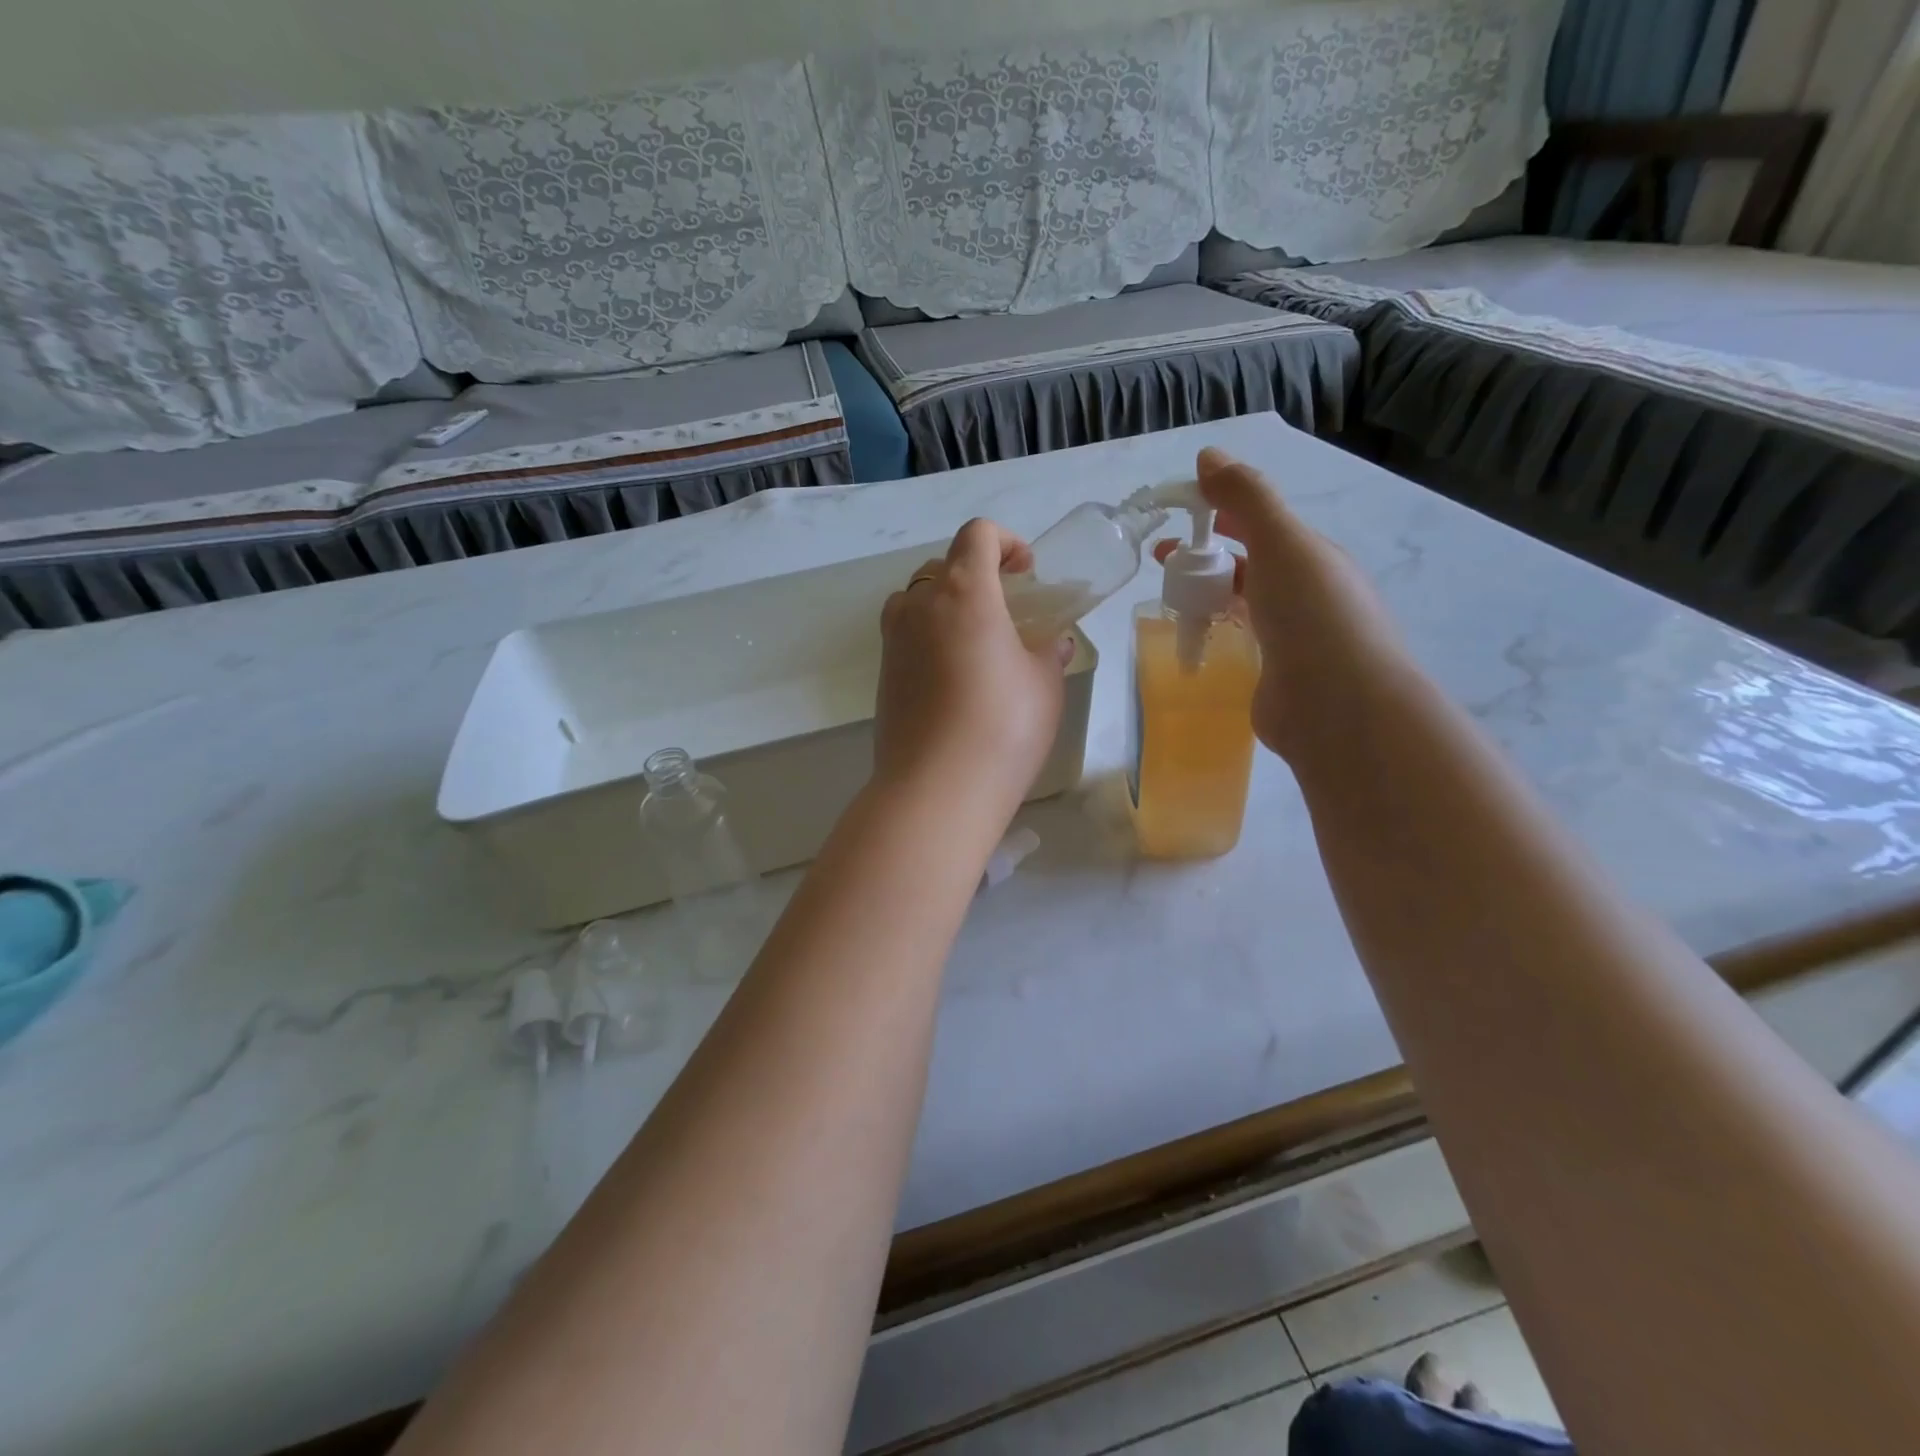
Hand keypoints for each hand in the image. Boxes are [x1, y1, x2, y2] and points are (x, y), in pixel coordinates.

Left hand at [874, 519, 1072, 812]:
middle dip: (976, 575)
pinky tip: (954, 678)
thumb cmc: (1004, 726)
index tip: (1026, 573)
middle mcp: (920, 606)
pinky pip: (905, 636)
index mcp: (964, 592)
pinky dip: (928, 638)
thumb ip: (1047, 654)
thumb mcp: (1044, 685)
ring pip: (915, 599)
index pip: (977, 535)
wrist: (937, 788)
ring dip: (945, 604)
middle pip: (943, 565)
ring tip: (975, 641)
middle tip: (1005, 610)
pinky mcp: (883, 675)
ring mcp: (894, 641)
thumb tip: (1050, 645)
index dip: (1006, 542)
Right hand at [1154, 447, 1412, 761]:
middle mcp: (1305, 592)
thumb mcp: (1282, 542)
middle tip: (1162, 561)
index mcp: (1311, 556)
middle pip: (1248, 563)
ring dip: (1208, 593)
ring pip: (1243, 603)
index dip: (1218, 511)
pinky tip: (1192, 639)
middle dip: (1206, 555)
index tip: (1175, 515)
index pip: (1259, 523)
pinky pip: (1240, 641)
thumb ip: (1247, 498)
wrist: (1340, 706)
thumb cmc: (1312, 615)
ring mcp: (1292, 636)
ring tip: (1170, 599)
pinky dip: (1216, 631)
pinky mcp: (1275, 673)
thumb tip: (1208, 456)